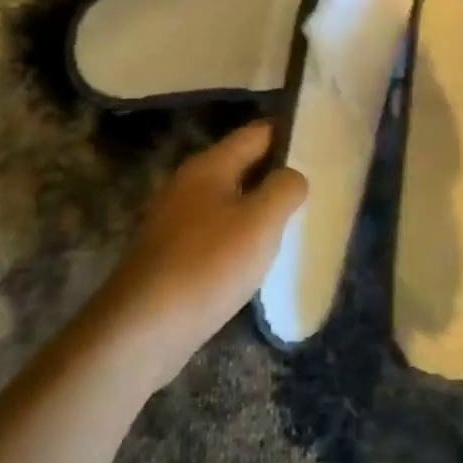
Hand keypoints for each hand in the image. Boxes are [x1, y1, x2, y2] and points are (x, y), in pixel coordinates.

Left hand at [95, 122, 306, 387]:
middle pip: (241, 164)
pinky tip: (256, 256)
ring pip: (228, 198)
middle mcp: (189, 183)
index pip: (256, 133)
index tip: (320, 145)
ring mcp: (176, 218)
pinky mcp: (172, 251)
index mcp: (210, 165)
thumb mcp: (260, 223)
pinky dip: (239, 233)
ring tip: (293, 220)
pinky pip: (216, 228)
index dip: (288, 133)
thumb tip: (292, 175)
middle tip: (315, 185)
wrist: (142, 329)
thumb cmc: (208, 265)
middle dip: (275, 171)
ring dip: (258, 205)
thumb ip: (284, 189)